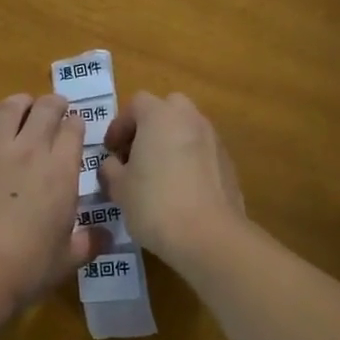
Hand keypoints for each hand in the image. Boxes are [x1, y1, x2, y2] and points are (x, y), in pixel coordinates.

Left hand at [0, 93, 102, 318]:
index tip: (76, 124)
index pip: (73, 131)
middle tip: (55, 107)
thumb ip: (88, 243)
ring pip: (10, 108)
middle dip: (54, 104)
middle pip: (45, 109)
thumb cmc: (23, 270)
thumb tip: (107, 236)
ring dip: (22, 103)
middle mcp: (29, 150)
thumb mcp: (65, 261)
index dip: (76, 123)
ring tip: (23, 106)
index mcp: (60, 172)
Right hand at [99, 92, 246, 264]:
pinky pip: (202, 152)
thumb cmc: (155, 203)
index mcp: (160, 115)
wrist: (209, 236)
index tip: (111, 151)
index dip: (119, 125)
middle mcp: (190, 118)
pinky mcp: (228, 163)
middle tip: (136, 154)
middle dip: (150, 127)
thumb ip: (111, 168)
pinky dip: (189, 161)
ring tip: (157, 175)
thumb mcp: (119, 187)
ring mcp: (214, 139)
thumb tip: (113, 164)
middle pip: (167, 109)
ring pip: (187, 130)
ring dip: (171, 143)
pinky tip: (180, 190)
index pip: (136, 104)